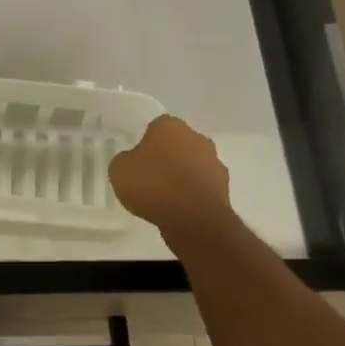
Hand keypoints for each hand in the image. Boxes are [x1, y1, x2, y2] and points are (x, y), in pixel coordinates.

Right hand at [108, 115, 233, 240]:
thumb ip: (125, 160)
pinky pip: (201, 186)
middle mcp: (196, 137)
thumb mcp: (119, 170)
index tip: (136, 159)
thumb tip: (133, 161)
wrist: (194, 219)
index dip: (145, 142)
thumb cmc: (154, 185)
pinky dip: (192, 193)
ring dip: (182, 175)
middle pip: (177, 144)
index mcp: (170, 126)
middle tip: (149, 176)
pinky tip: (179, 208)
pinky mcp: (224, 187)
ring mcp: (214, 162)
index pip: (155, 126)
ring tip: (164, 196)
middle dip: (166, 156)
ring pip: (192, 164)